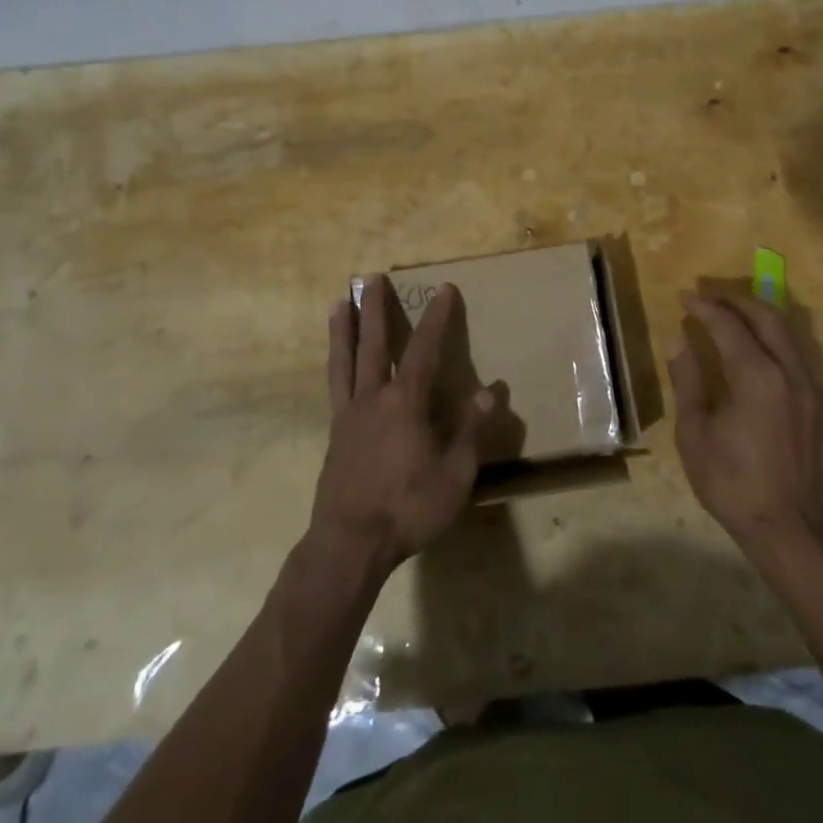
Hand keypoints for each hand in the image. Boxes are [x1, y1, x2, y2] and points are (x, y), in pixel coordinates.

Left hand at [309, 275, 490, 575]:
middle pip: (373, 344)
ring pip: (344, 361)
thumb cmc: (408, 508)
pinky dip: (335, 365)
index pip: (424, 350)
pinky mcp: (334, 435)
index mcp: (405, 403)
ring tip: (337, 303)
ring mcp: (348, 416)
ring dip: (343, 329)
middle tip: (372, 278)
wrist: (349, 544)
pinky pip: (334, 387)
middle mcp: (373, 399)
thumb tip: (488, 392)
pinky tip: (337, 363)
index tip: (443, 289)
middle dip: (375, 309)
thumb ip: (469, 430)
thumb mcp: (454, 474)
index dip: (436, 319)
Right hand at [670, 292, 822, 552]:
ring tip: (732, 309)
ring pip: (787, 329)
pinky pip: (798, 348)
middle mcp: (788, 371)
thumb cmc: (731, 481)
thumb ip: (688, 380)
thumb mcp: (695, 432)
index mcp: (756, 377)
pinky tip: (761, 339)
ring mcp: (807, 385)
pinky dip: (777, 331)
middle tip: (708, 295)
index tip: (685, 296)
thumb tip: (679, 340)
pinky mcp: (815, 400)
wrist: (786, 526)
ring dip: (759, 312)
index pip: (729, 326)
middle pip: (765, 317)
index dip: (705, 307)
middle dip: (735, 300)